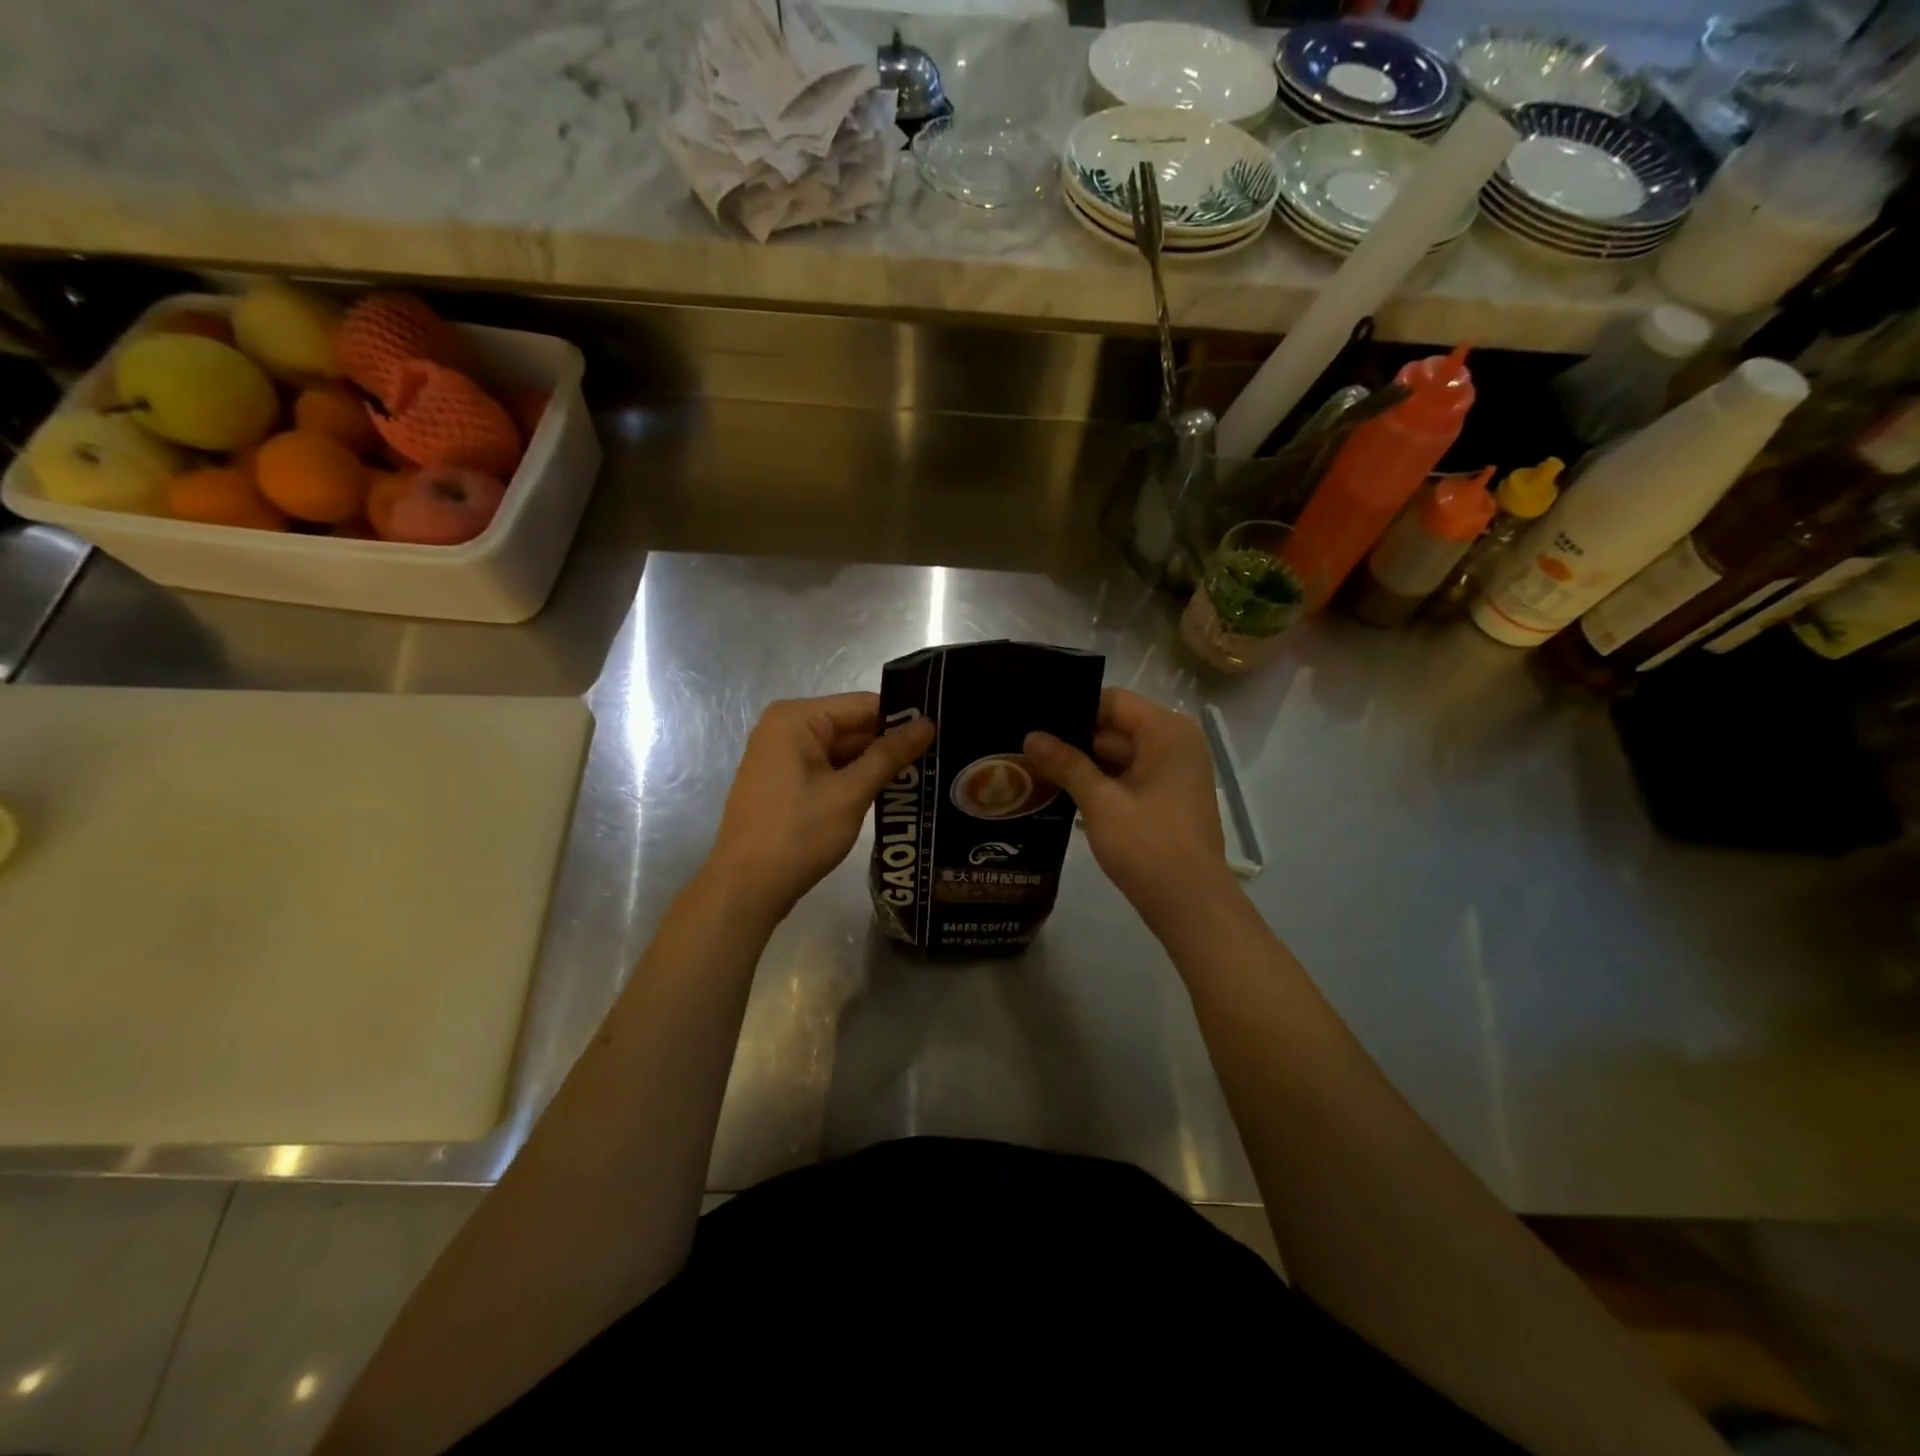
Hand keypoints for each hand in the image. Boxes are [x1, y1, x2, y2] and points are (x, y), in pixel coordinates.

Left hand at [710, 692, 935, 919]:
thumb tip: (928, 724)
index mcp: (797, 718)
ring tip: (927, 774)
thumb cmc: (798, 834)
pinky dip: (856, 780)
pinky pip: (829, 770)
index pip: (864, 705)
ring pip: (843, 751)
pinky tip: (892, 792)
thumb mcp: (850, 793)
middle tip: (942, 756)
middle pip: (853, 726)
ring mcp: (783, 757)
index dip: (904, 718)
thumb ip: (889, 755)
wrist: (746, 889)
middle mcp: (786, 728)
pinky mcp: (785, 783)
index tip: (944, 732)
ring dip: (877, 765)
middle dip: (892, 744)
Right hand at [1025, 688, 1233, 936]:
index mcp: (1167, 732)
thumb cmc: (1149, 847)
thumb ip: (1066, 764)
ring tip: (1033, 770)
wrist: (1191, 906)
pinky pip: (1127, 778)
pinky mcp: (1165, 797)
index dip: (1073, 710)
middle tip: (1024, 749)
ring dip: (1082, 765)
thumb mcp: (1101, 803)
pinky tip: (1060, 793)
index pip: (1112, 701)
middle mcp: (1174, 743)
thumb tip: (1031, 736)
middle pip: (1114, 727)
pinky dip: (1099, 784)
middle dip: (1073, 740)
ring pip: (1118, 755)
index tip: (1034, 723)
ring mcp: (1172, 772)